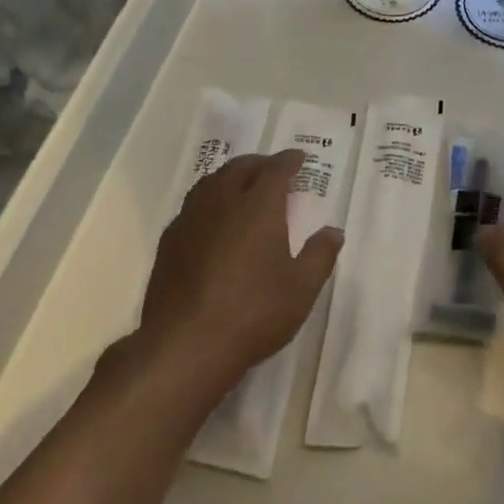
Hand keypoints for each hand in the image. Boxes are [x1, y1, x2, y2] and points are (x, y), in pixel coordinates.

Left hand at [138, 150, 343, 391]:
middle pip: (240, 169)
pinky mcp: (169, 241)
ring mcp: (190, 220)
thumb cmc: (254, 313)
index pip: (275, 170)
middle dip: (259, 163)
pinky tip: (212, 218)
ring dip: (231, 176)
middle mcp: (223, 202)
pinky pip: (192, 205)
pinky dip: (209, 199)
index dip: (289, 161)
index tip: (299, 158)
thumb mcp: (302, 288)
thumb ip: (320, 255)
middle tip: (273, 168)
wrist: (186, 345)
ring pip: (211, 182)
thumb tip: (333, 231)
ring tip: (242, 185)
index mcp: (258, 207)